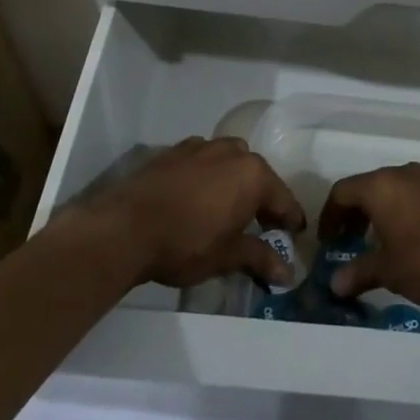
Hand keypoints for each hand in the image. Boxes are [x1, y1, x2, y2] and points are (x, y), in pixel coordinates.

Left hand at [79, 136, 306, 288]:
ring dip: (233, 181)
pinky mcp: (173, 152)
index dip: (291, 220)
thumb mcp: (227, 256)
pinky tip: (195, 196)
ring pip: (228, 162)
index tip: (295, 235)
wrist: (124, 228)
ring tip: (226, 208)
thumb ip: (260, 259)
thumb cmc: (186, 243)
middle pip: (257, 175)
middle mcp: (232, 152)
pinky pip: (201, 161)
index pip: (283, 199)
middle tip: (260, 225)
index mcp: (253, 175)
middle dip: (261, 198)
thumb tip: (288, 273)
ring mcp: (200, 147)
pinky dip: (206, 175)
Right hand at [321, 163, 419, 308]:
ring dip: (378, 214)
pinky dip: (401, 214)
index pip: (342, 192)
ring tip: (377, 245)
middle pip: (367, 187)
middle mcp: (402, 174)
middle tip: (348, 242)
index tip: (328, 241)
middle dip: (354, 214)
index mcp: (380, 185)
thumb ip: (359, 273)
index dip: (330, 216)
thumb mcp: (388, 271)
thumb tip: (335, 283)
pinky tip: (407, 242)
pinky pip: (413, 197)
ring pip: (392, 191)